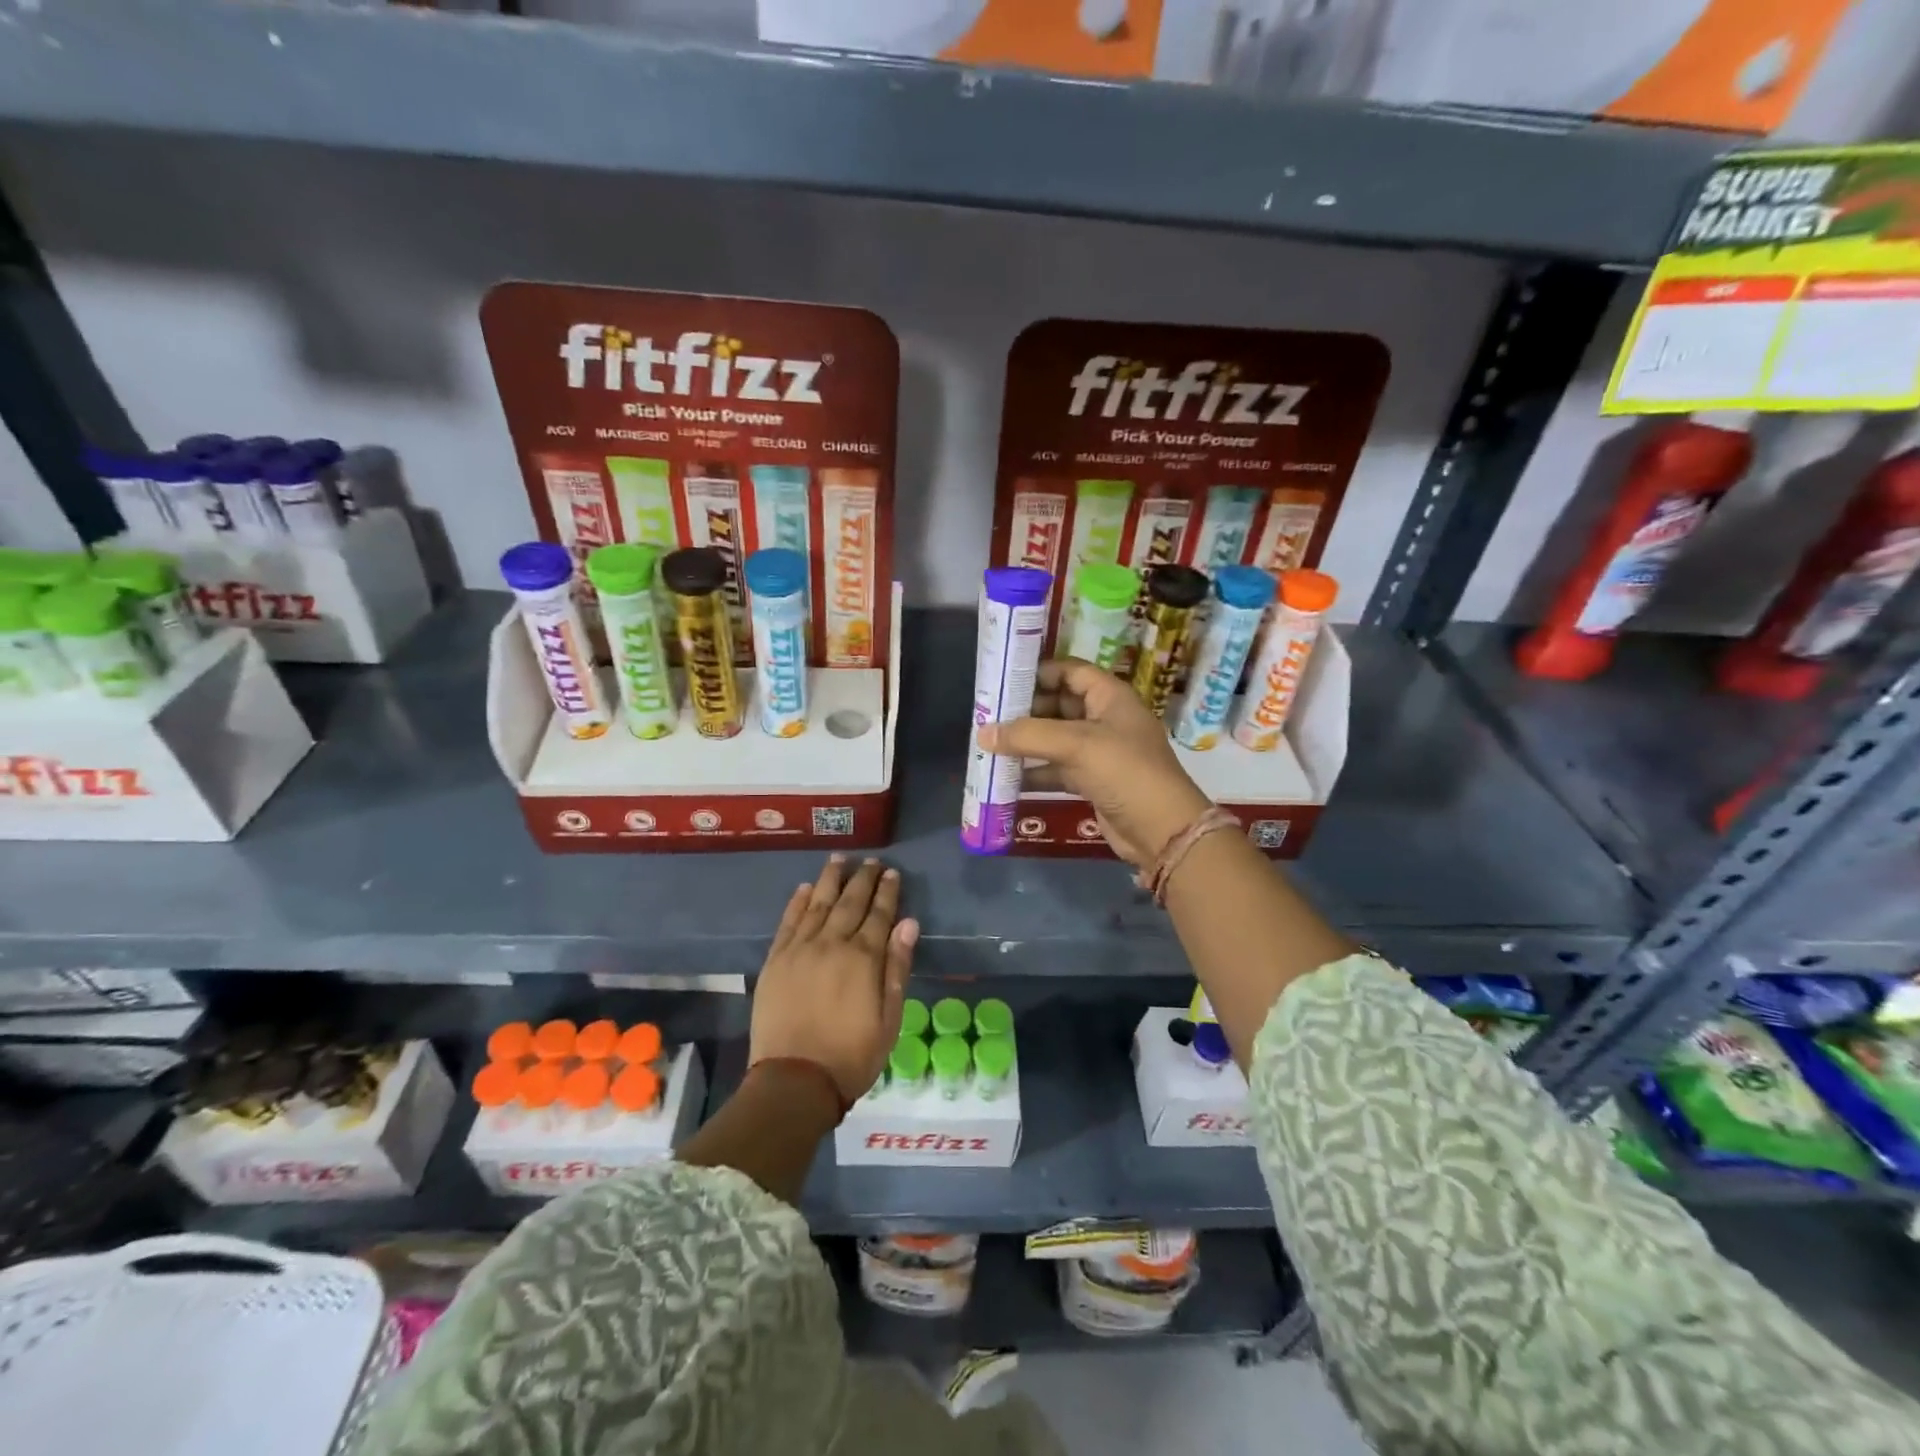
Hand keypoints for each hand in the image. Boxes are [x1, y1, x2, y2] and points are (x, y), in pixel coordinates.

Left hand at [751, 856, 917, 1102]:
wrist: (794, 1081)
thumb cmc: (851, 1055)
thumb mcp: (889, 1018)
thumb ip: (897, 967)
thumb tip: (908, 923)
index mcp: (863, 958)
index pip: (879, 914)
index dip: (887, 892)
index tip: (892, 873)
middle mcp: (831, 944)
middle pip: (849, 902)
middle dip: (862, 879)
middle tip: (871, 861)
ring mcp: (799, 950)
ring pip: (817, 904)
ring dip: (829, 880)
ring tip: (839, 859)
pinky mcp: (775, 961)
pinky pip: (787, 922)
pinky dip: (796, 902)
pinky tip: (803, 889)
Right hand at [978, 658, 1211, 868]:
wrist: (1161, 830)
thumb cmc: (1124, 772)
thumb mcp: (1076, 745)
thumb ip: (1027, 736)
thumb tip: (982, 733)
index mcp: (1110, 696)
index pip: (1070, 671)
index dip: (1039, 672)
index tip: (1003, 681)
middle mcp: (1105, 718)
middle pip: (1058, 704)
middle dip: (1025, 710)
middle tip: (987, 716)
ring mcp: (1099, 751)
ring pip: (1055, 738)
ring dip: (1026, 742)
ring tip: (988, 744)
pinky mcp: (1092, 780)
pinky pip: (1057, 768)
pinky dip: (1035, 771)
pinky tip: (1006, 777)